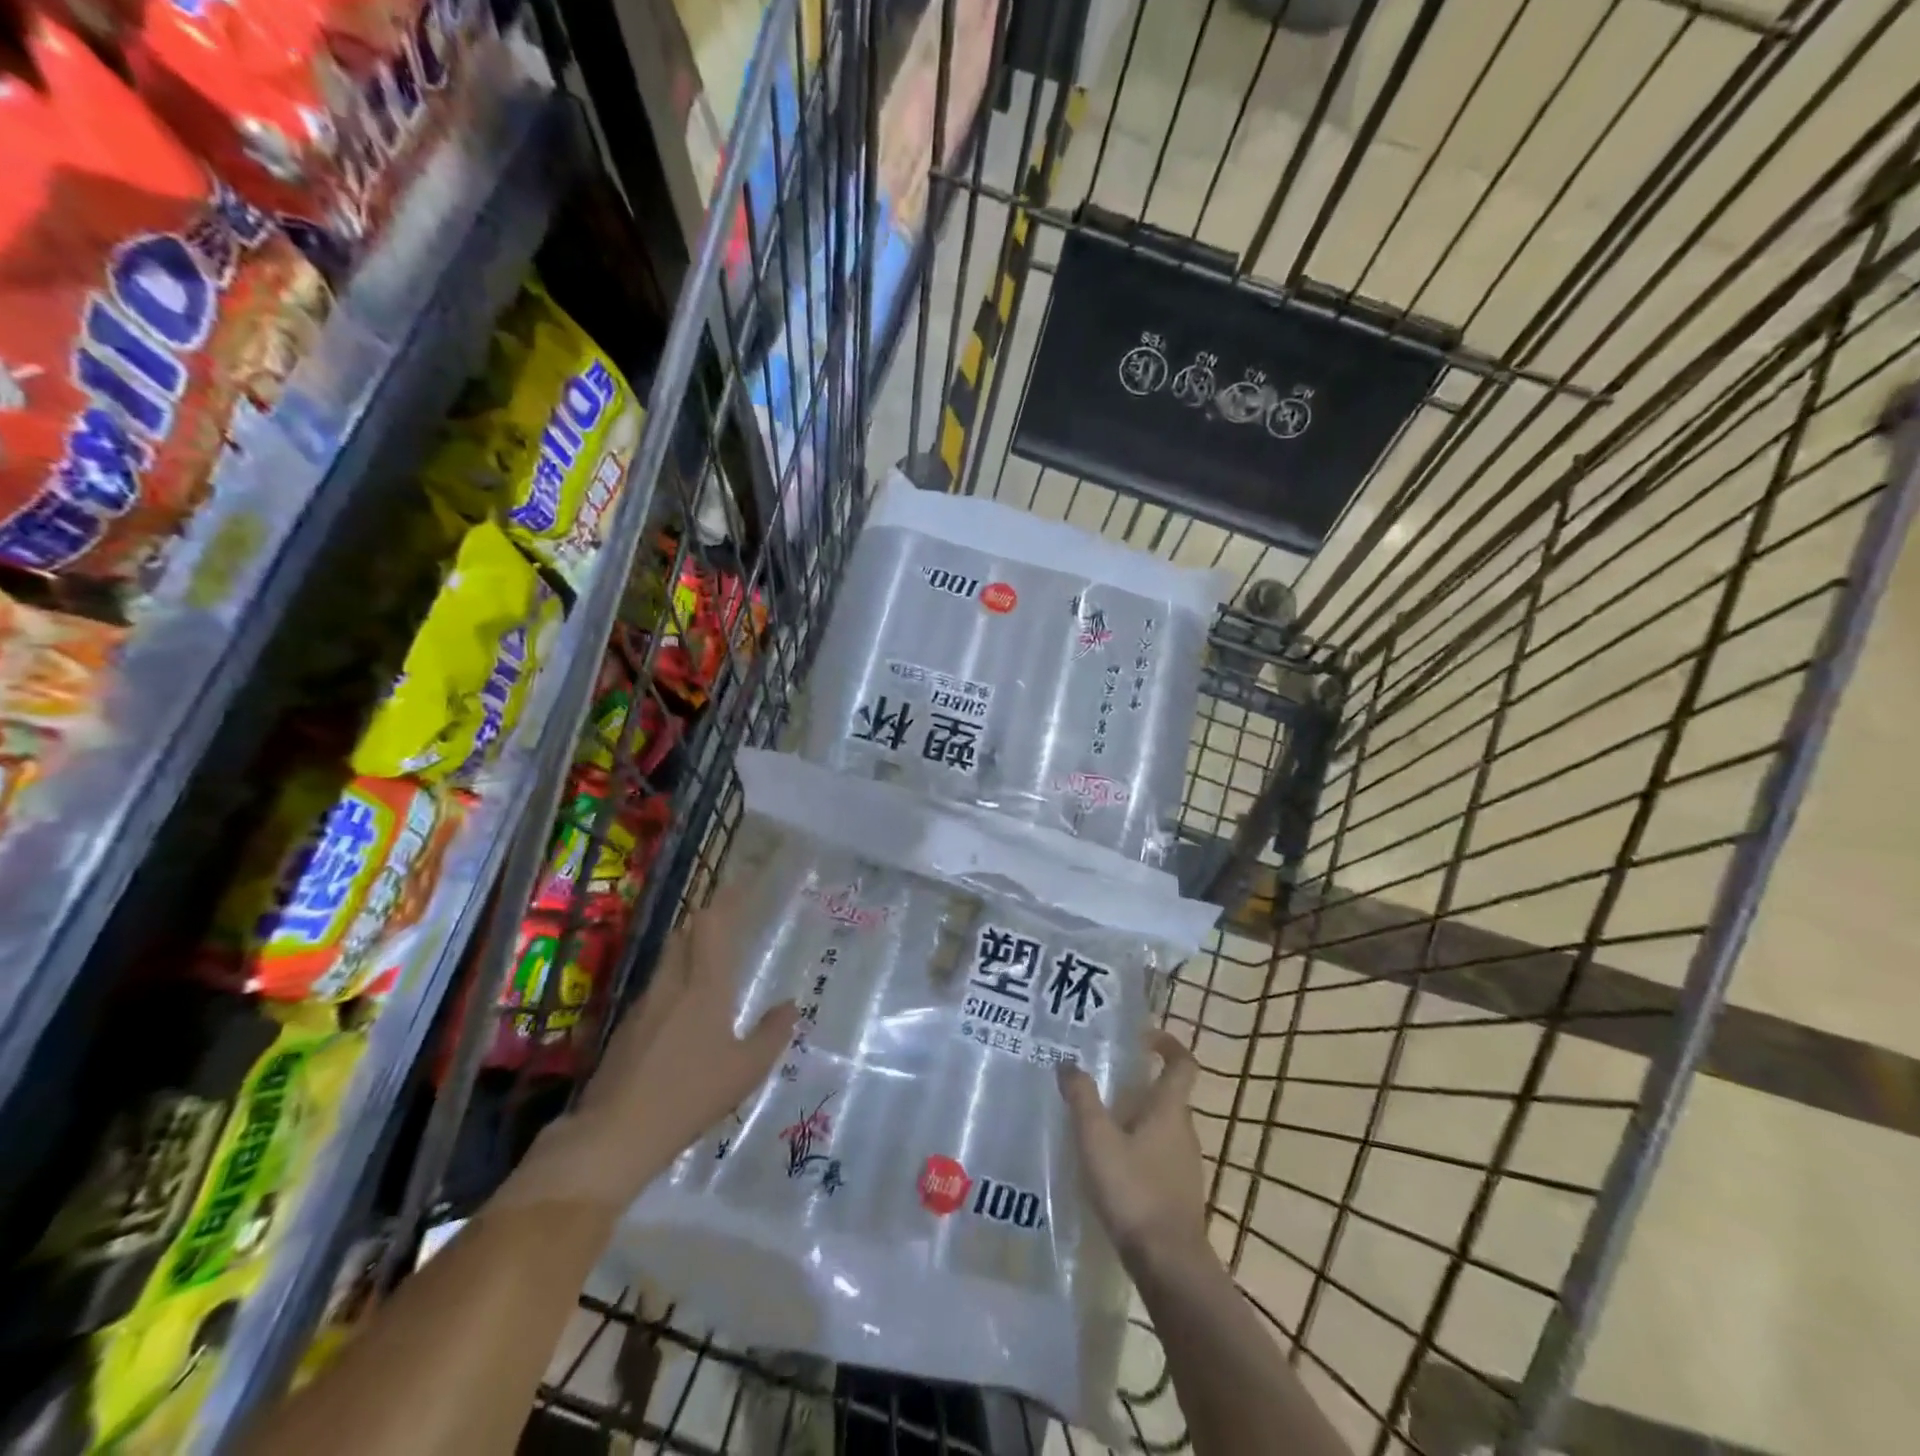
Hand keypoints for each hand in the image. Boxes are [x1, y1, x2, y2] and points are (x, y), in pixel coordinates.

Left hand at [511, 890, 796, 1211]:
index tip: (742, 883)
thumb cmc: (691, 1096)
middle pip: (685, 934)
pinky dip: (675, 979)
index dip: (726, 900)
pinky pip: (657, 988)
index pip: (712, 926)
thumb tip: (790, 1005)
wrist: (615, 1134)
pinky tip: (685, 1007)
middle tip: (730, 916)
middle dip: (706, 919)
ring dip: (689, 947)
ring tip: (711, 956)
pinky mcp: (626, 1029)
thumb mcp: (747, 1070)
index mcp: (704, 986)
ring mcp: (644, 1005)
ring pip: (669, 960)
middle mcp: (671, 985)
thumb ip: (773, 1033)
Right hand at [1058, 1029, 1208, 1266]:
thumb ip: (1082, 1098)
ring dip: (1136, 1118)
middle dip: (1139, 1083)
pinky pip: (1159, 1155)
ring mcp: (1185, 1165)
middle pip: (1167, 1095)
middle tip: (1103, 1080)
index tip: (1143, 1036)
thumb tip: (1067, 1063)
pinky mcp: (1179, 1193)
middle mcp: (1184, 1131)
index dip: (1168, 1044)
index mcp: (1169, 1110)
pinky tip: (1110, 1165)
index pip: (1182, 1064)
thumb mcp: (1096, 1139)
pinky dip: (1138, 1148)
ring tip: (1099, 1121)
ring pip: (1162, 1127)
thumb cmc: (1133, 1190)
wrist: (1169, 1264)